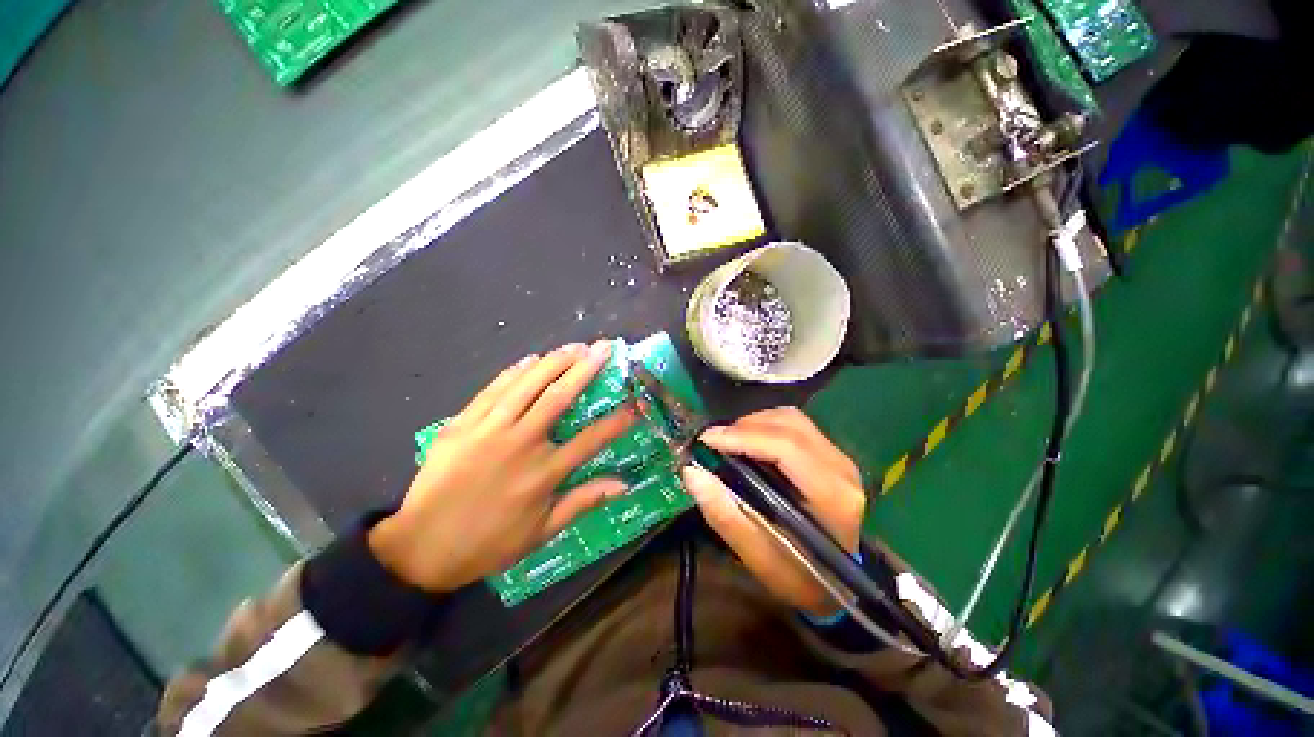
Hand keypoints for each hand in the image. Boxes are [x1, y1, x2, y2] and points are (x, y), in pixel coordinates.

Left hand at [368, 341, 635, 592]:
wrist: (420, 548)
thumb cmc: (489, 543)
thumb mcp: (542, 532)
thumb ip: (583, 503)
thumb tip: (624, 485)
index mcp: (543, 473)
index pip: (591, 439)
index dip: (617, 420)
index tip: (635, 404)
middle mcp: (520, 444)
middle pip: (559, 397)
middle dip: (585, 369)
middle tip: (603, 348)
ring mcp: (489, 430)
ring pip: (527, 385)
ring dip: (554, 362)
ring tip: (575, 346)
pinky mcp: (462, 424)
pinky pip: (493, 390)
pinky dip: (514, 371)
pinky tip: (531, 359)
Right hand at [680, 407, 866, 616]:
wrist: (834, 582)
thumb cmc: (796, 575)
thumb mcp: (756, 555)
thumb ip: (724, 513)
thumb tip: (692, 471)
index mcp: (832, 498)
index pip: (786, 448)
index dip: (743, 437)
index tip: (706, 439)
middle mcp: (842, 469)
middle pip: (788, 424)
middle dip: (744, 427)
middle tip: (714, 442)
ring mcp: (840, 458)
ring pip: (791, 418)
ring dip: (755, 423)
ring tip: (730, 442)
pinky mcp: (832, 454)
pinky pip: (795, 424)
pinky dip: (766, 426)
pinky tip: (750, 443)